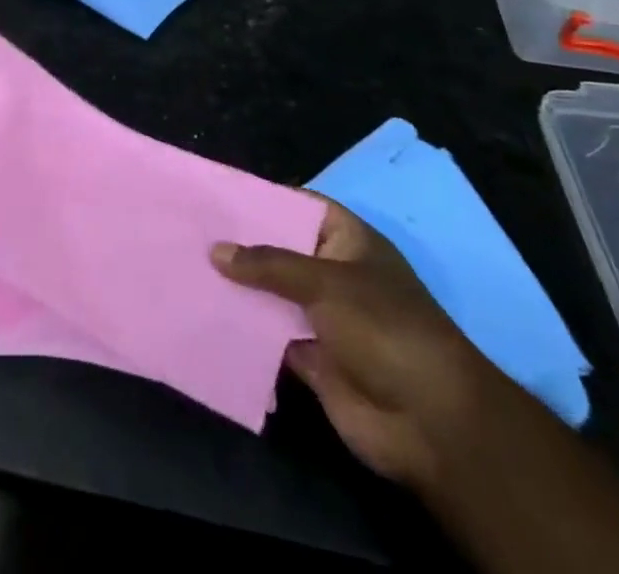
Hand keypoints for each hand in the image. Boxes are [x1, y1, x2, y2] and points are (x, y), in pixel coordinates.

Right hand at [213, 198, 500, 490]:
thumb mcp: (325, 282)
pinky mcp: (313, 359)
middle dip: (242, 245)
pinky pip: (271, 336)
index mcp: (348, 241)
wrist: (431, 423)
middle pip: (281, 251)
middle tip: (190, 230)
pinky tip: (206, 315)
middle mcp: (334, 273)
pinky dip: (245, 329)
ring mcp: (324, 317)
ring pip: (272, 294)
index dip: (263, 199)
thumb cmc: (384, 328)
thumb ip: (268, 265)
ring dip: (239, 288)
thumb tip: (215, 250)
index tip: (217, 195)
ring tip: (187, 268)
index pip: (299, 206)